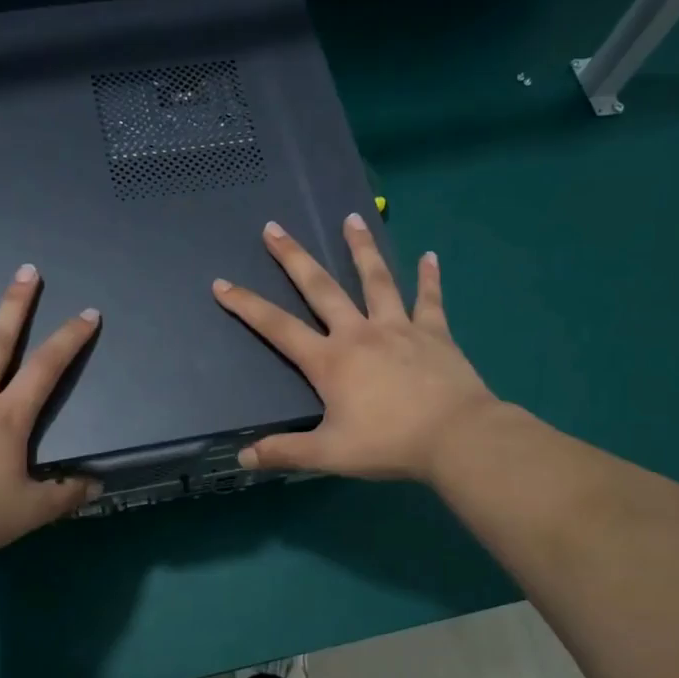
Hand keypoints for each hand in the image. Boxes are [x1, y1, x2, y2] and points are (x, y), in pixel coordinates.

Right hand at [212, 215, 498, 482]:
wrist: (456, 437)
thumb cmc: (389, 444)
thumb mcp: (330, 454)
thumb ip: (285, 453)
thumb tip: (242, 458)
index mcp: (330, 361)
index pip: (278, 328)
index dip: (247, 306)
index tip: (222, 284)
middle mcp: (359, 333)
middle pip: (321, 288)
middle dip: (294, 258)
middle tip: (274, 228)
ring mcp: (399, 328)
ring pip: (376, 280)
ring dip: (361, 248)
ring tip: (351, 219)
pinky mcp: (434, 333)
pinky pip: (429, 299)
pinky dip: (429, 277)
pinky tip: (429, 255)